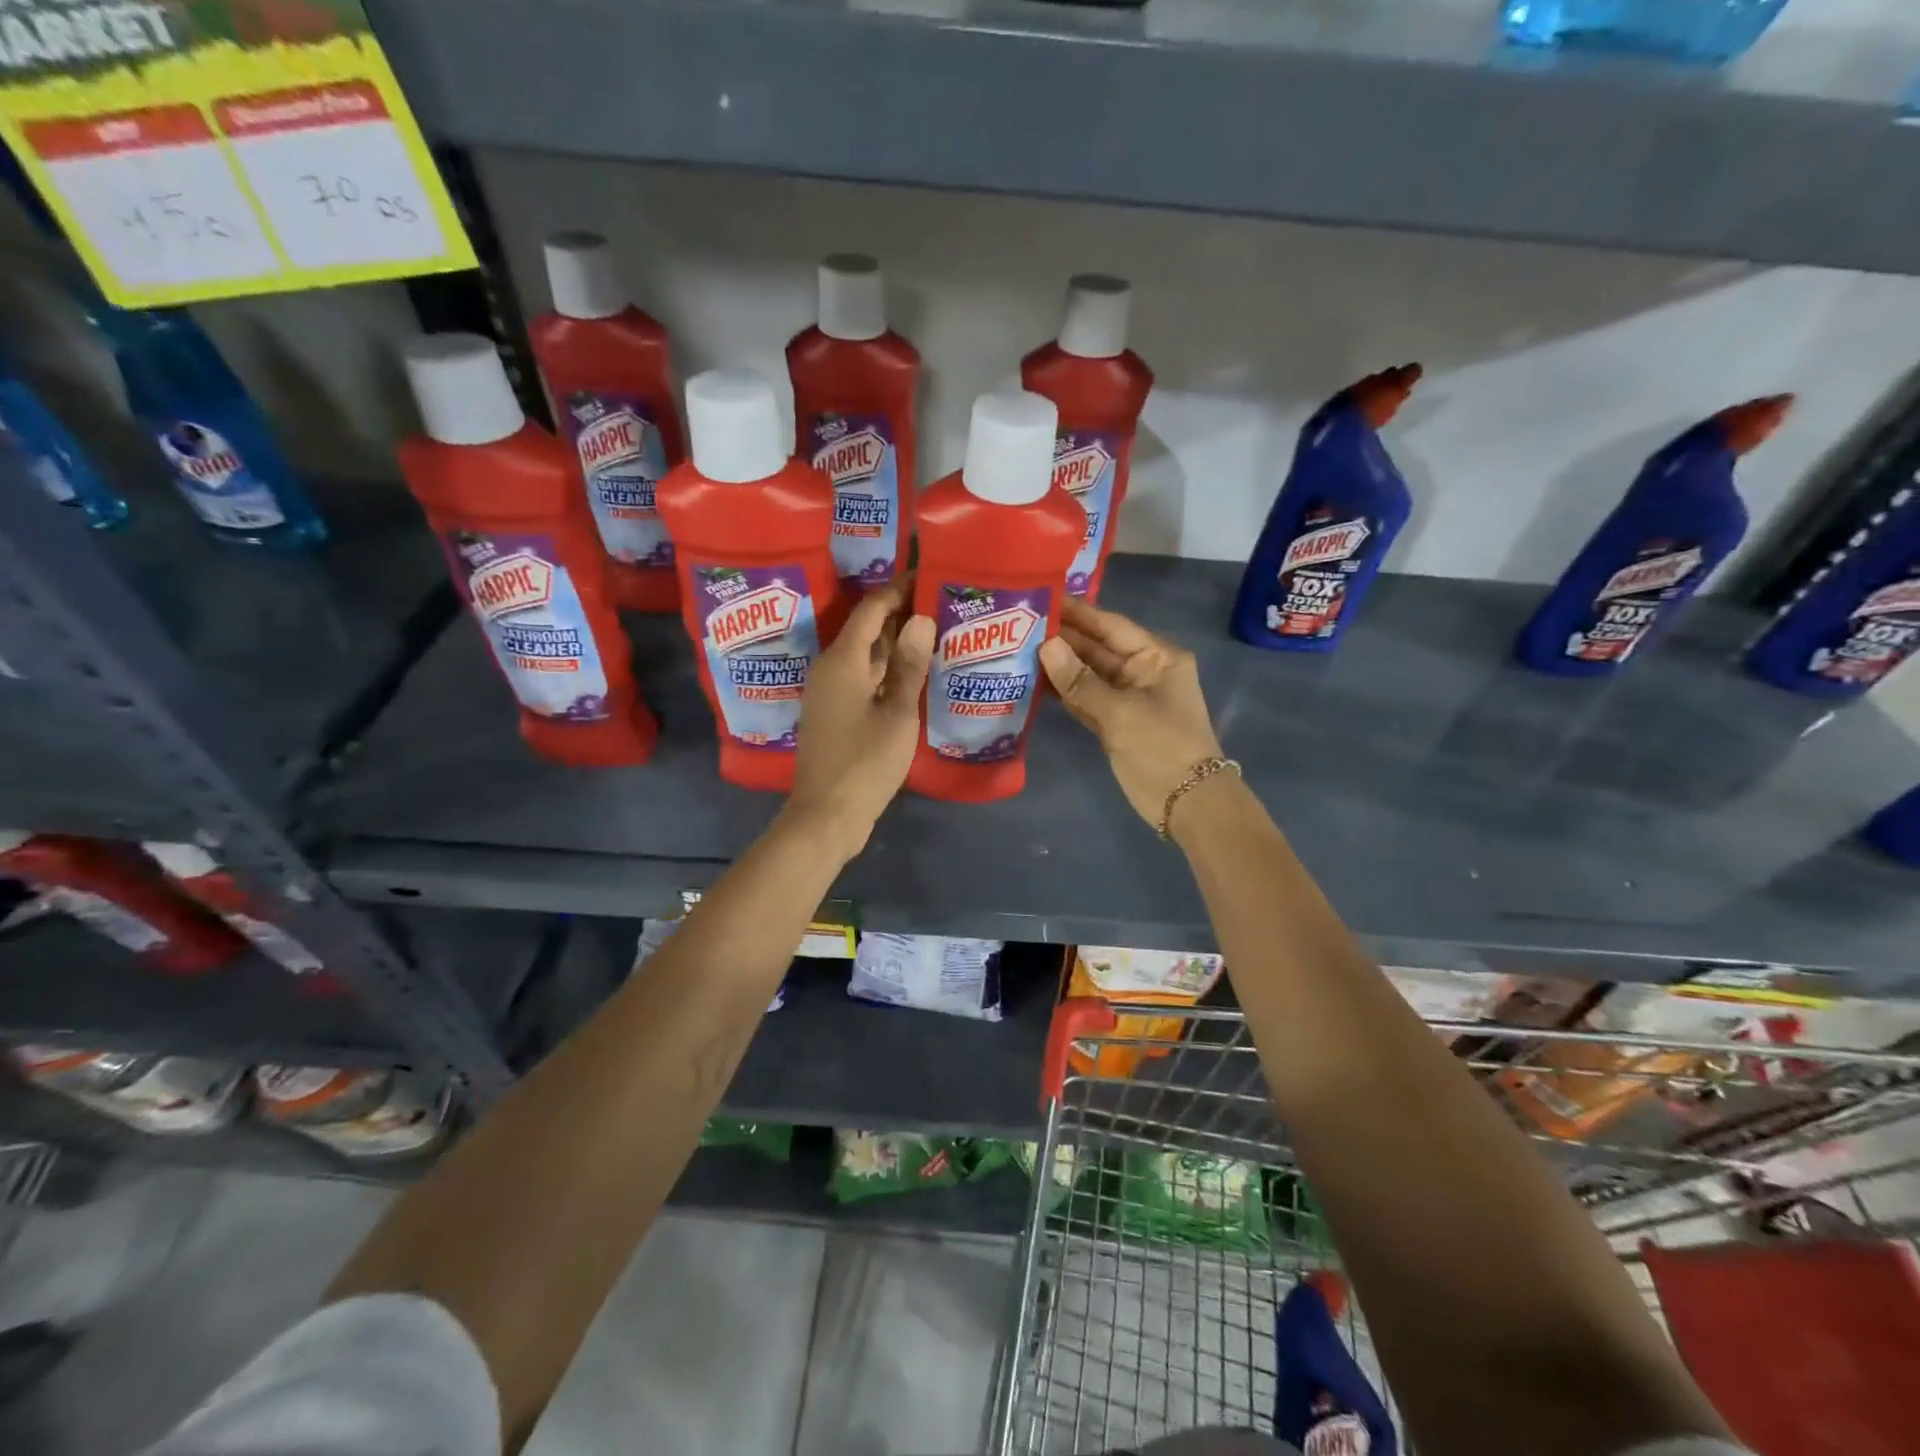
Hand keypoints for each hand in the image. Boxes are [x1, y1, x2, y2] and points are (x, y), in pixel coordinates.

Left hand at [787, 579, 934, 854]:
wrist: (827, 815)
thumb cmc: (865, 762)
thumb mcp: (897, 714)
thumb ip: (909, 666)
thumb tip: (921, 619)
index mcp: (842, 660)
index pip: (872, 608)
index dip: (900, 589)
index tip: (929, 576)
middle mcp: (830, 668)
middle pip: (866, 628)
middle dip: (901, 614)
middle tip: (941, 604)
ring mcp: (829, 692)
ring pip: (865, 654)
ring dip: (896, 643)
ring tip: (936, 632)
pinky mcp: (834, 713)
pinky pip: (862, 677)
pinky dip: (887, 670)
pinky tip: (915, 673)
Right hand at [1040, 598, 1224, 828]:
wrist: (1186, 803)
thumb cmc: (1163, 747)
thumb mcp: (1121, 712)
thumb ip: (1080, 681)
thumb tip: (1045, 646)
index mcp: (1156, 657)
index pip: (1111, 626)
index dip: (1077, 613)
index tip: (1042, 598)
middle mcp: (1141, 671)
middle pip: (1096, 648)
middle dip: (1061, 639)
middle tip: (1018, 624)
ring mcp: (1126, 698)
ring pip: (1086, 675)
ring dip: (1057, 665)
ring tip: (1017, 648)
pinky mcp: (1113, 723)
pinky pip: (1083, 699)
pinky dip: (1062, 692)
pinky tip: (1032, 681)